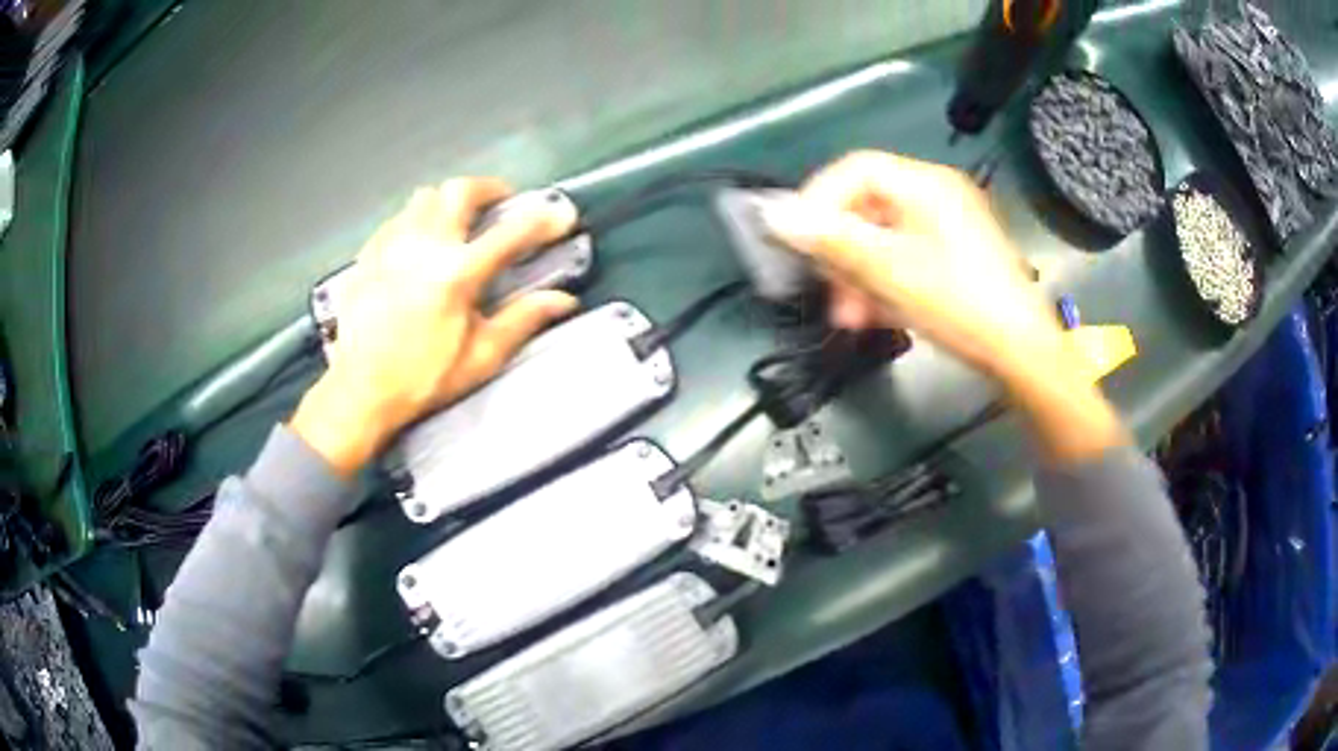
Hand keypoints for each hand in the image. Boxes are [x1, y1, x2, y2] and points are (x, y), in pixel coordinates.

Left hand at [291, 178, 578, 475]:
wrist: (360, 390)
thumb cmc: (423, 378)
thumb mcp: (480, 357)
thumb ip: (522, 320)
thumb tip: (563, 300)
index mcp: (456, 273)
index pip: (510, 233)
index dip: (542, 220)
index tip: (560, 216)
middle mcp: (424, 246)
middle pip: (460, 191)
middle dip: (489, 189)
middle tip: (501, 203)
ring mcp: (391, 245)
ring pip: (425, 197)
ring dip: (449, 200)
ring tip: (458, 219)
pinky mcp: (368, 254)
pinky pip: (397, 218)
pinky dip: (417, 219)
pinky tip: (419, 242)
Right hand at [764, 151, 1062, 387]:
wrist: (1020, 352)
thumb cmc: (958, 303)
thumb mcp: (889, 270)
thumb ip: (831, 239)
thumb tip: (774, 214)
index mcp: (925, 183)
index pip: (855, 170)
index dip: (819, 200)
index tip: (798, 239)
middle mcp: (937, 194)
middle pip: (867, 206)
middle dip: (840, 250)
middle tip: (827, 289)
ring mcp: (948, 226)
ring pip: (883, 237)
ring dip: (859, 274)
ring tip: (851, 316)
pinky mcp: (955, 255)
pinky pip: (905, 256)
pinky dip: (884, 281)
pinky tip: (877, 313)